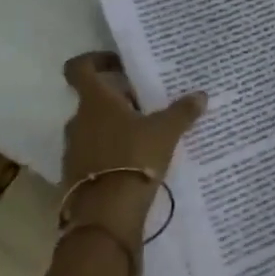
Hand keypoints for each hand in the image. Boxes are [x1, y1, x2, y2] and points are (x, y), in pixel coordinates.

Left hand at [60, 51, 204, 248]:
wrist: (106, 215)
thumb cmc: (134, 158)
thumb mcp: (166, 131)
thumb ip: (182, 111)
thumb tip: (201, 95)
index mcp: (95, 101)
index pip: (79, 68)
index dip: (96, 60)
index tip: (120, 65)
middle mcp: (78, 121)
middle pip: (94, 99)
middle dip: (119, 99)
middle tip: (148, 104)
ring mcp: (74, 149)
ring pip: (95, 127)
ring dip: (116, 127)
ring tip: (147, 135)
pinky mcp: (77, 175)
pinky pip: (95, 153)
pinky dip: (112, 152)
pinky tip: (137, 162)